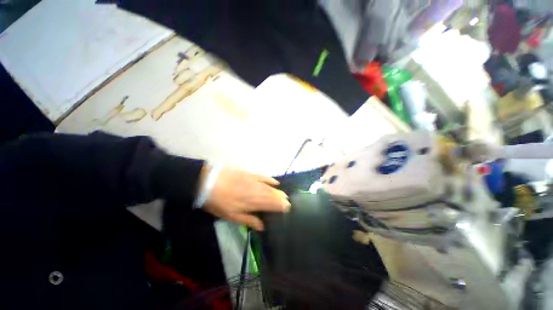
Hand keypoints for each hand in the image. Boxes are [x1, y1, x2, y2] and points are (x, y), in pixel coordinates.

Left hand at [200, 166, 289, 230]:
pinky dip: (271, 179)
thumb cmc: (219, 202)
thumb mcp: (232, 216)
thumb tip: (262, 226)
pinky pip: (264, 177)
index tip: (287, 208)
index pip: (271, 204)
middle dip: (281, 199)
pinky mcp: (250, 174)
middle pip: (273, 195)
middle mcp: (257, 191)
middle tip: (287, 203)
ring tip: (284, 195)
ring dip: (278, 192)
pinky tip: (275, 182)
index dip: (280, 206)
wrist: (209, 182)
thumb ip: (249, 220)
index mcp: (253, 203)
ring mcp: (254, 181)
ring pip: (270, 187)